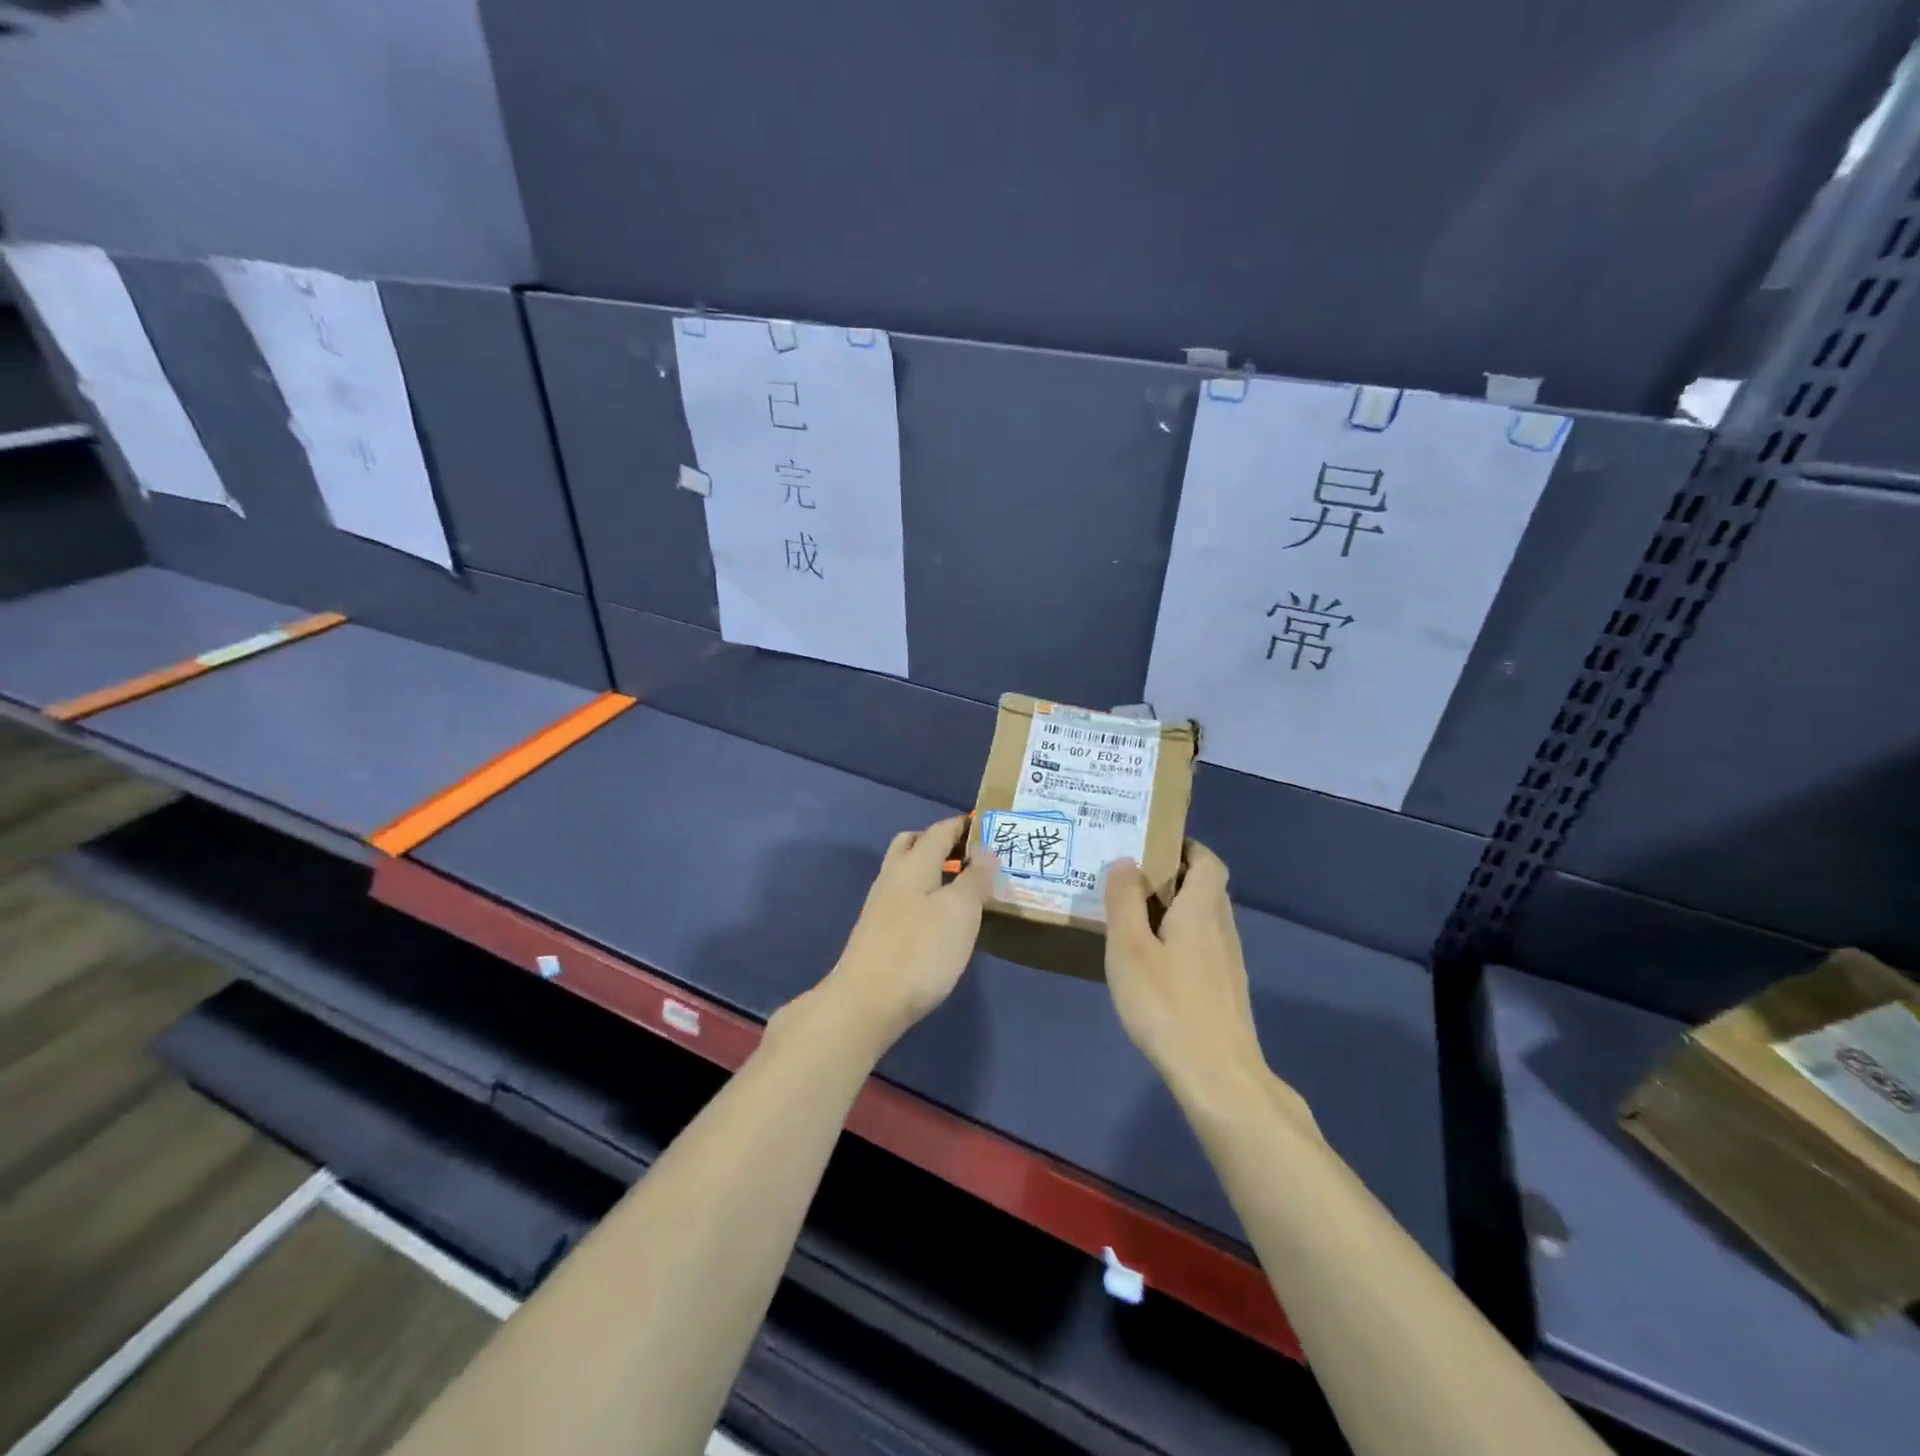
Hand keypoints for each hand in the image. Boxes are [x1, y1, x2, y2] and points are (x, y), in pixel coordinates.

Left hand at [814, 815, 994, 1054]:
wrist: (866, 1002)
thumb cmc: (920, 950)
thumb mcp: (960, 911)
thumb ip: (974, 877)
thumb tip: (984, 849)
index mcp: (914, 864)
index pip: (940, 830)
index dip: (963, 825)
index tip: (988, 826)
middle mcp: (892, 877)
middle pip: (913, 845)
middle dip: (940, 842)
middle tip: (970, 855)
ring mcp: (880, 906)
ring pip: (906, 872)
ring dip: (931, 870)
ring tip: (961, 888)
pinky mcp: (877, 933)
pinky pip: (904, 898)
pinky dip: (924, 896)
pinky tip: (939, 919)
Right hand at [1104, 843, 1311, 1128]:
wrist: (1218, 1076)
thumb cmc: (1167, 1004)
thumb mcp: (1130, 948)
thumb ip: (1125, 901)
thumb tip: (1126, 861)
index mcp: (1202, 909)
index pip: (1208, 861)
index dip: (1185, 846)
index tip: (1151, 845)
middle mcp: (1222, 928)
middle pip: (1206, 888)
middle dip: (1173, 876)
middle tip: (1130, 878)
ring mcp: (1228, 962)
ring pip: (1204, 919)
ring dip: (1175, 909)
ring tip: (1134, 916)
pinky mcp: (1225, 991)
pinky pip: (1203, 946)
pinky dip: (1180, 939)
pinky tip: (1153, 962)